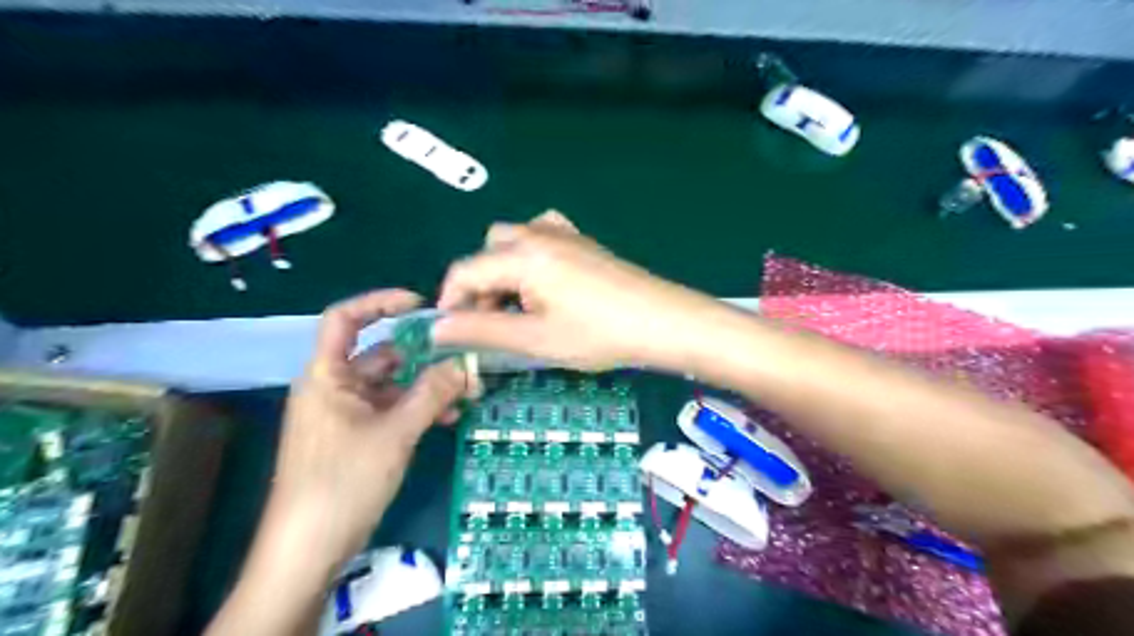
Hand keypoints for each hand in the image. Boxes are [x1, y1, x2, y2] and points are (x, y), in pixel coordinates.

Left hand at [266, 292, 464, 573]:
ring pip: (392, 385)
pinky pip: (392, 410)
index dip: (380, 303)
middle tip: (464, 358)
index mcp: (327, 375)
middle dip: (423, 355)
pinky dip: (418, 409)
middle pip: (380, 354)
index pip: (345, 319)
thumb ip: (432, 393)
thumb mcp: (395, 433)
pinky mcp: (357, 437)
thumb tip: (465, 363)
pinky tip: (448, 418)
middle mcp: (334, 388)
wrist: (308, 550)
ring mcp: (346, 414)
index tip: (420, 305)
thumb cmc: (343, 481)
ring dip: (427, 386)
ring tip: (466, 392)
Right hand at [436, 210, 714, 369]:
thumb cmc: (597, 334)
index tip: (455, 333)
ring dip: (504, 272)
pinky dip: (530, 258)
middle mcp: (538, 233)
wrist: (662, 321)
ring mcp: (563, 233)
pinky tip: (546, 284)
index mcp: (522, 255)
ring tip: (523, 308)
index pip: (465, 270)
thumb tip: (437, 329)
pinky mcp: (582, 240)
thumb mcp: (534, 339)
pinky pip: (541, 237)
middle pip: (487, 251)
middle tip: (496, 323)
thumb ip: (481, 330)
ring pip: (513, 242)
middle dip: (481, 286)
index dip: (451, 301)